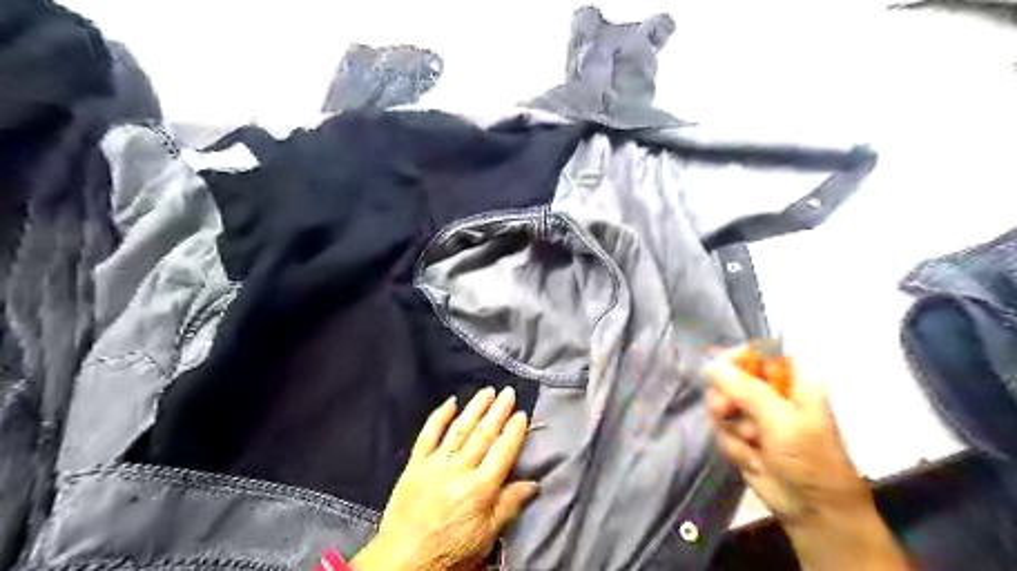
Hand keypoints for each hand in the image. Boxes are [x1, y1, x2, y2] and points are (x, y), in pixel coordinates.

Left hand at [352, 389, 538, 570]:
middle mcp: (459, 470)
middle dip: (498, 411)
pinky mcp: (415, 464)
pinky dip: (439, 416)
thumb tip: (534, 483)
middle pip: (483, 435)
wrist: (401, 561)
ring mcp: (435, 464)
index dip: (514, 431)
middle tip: (509, 392)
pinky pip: (428, 434)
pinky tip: (450, 401)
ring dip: (475, 408)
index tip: (522, 414)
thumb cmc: (448, 553)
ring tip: (488, 391)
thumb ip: (509, 506)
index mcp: (479, 489)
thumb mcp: (485, 537)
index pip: (502, 452)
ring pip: (459, 429)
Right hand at [705, 344, 870, 526]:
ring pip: (722, 403)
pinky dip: (731, 444)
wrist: (813, 511)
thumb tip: (713, 365)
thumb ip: (746, 389)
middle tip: (724, 411)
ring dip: (729, 426)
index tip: (716, 368)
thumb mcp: (780, 420)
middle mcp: (773, 394)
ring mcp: (756, 416)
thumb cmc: (808, 458)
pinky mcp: (742, 436)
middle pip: (732, 377)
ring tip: (748, 443)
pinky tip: (751, 459)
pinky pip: (721, 428)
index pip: (759, 352)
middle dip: (725, 397)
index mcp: (793, 382)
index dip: (737, 357)